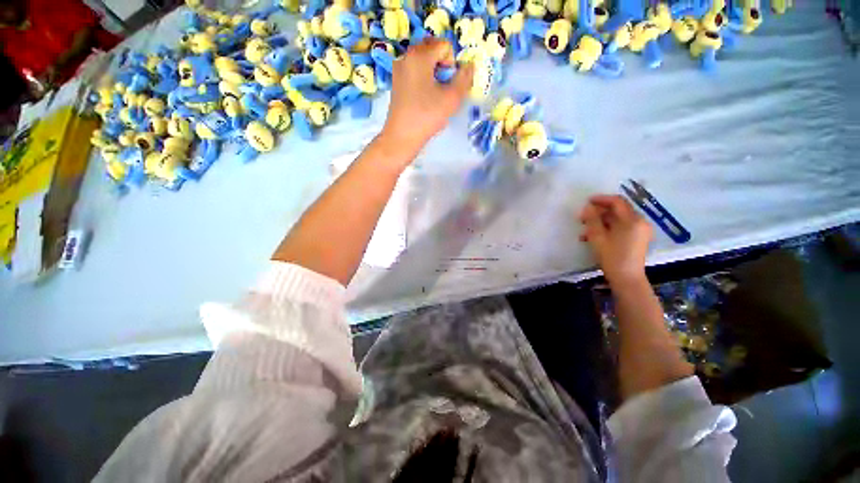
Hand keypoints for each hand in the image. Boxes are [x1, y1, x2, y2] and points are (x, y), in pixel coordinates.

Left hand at [381, 38, 472, 153]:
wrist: (402, 137)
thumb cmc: (426, 116)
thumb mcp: (452, 99)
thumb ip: (464, 79)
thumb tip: (469, 66)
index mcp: (419, 56)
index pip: (444, 45)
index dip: (452, 64)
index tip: (448, 84)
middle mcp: (406, 57)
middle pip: (432, 49)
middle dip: (442, 65)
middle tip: (442, 87)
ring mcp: (399, 70)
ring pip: (423, 61)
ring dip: (434, 73)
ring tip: (434, 95)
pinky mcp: (396, 83)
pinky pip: (415, 72)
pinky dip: (423, 80)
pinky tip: (424, 99)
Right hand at [579, 195, 652, 284]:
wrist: (627, 279)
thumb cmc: (612, 257)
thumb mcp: (598, 237)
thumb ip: (592, 220)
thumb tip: (588, 207)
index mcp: (632, 220)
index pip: (617, 202)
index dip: (601, 199)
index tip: (587, 201)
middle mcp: (639, 222)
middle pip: (618, 210)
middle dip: (598, 213)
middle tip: (582, 218)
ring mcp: (640, 231)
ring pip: (617, 220)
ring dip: (600, 222)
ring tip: (584, 231)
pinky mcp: (637, 238)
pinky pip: (621, 228)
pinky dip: (607, 229)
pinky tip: (593, 237)